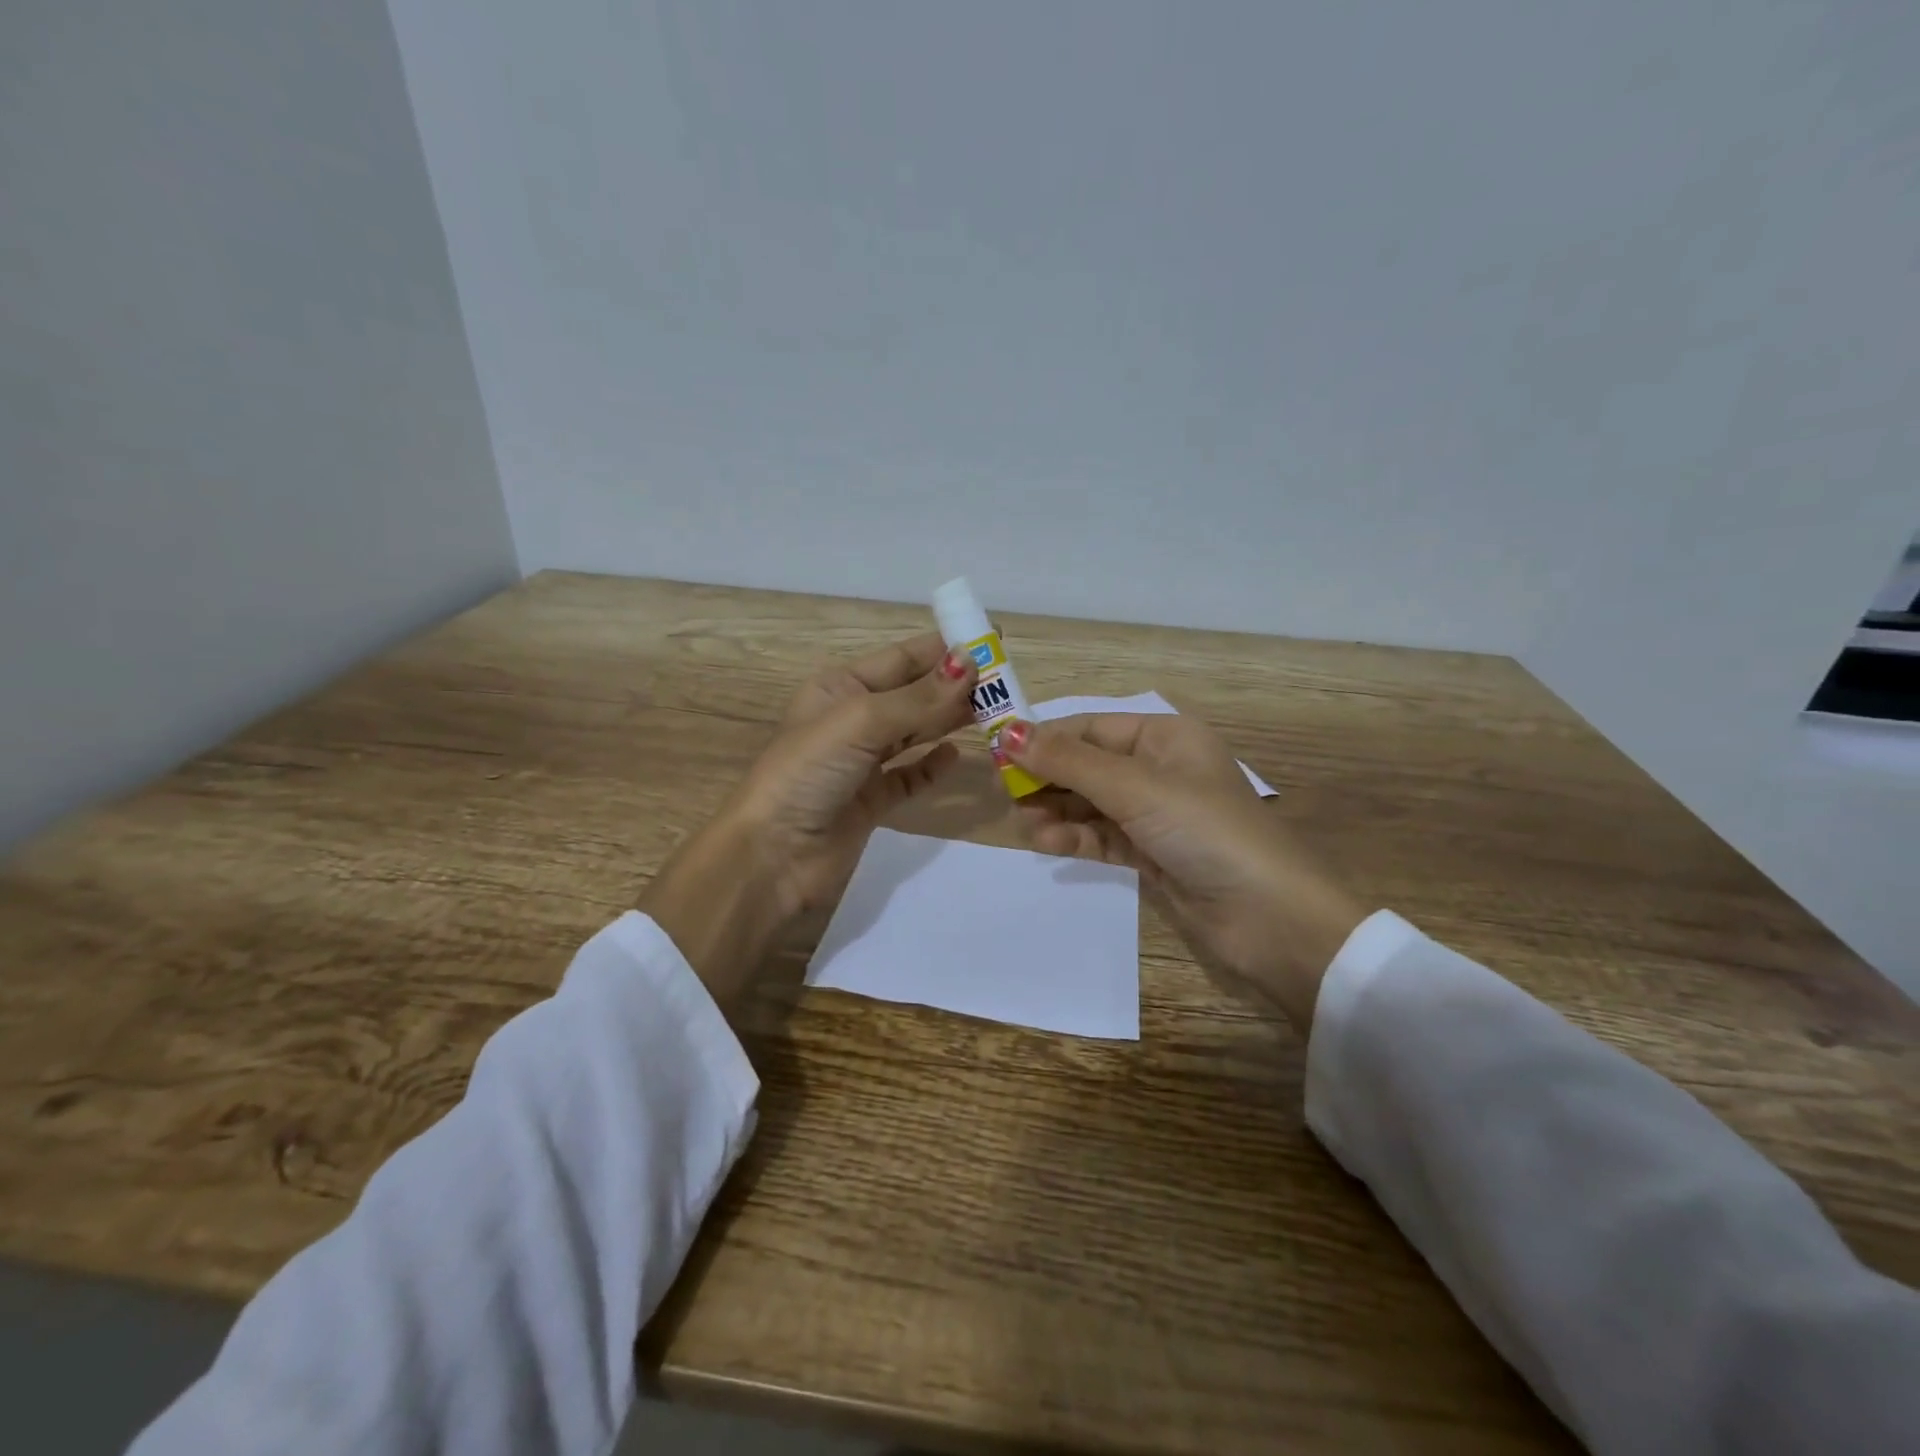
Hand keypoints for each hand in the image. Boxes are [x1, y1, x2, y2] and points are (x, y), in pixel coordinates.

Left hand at [641, 633, 977, 1011]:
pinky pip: (910, 776)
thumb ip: (919, 698)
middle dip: (954, 686)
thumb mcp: (861, 723)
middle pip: (913, 695)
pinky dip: (932, 766)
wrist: (774, 857)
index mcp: (839, 688)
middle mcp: (850, 720)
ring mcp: (861, 763)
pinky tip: (956, 757)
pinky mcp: (871, 801)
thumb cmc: (808, 773)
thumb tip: (970, 663)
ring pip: (915, 733)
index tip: (991, 640)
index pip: (901, 659)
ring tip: (994, 713)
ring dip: (949, 722)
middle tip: (1005, 682)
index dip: (944, 649)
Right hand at [1002, 714, 1366, 1030]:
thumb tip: (1007, 732)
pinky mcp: (1151, 853)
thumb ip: (1068, 762)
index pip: (1090, 727)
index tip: (998, 754)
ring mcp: (1155, 814)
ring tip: (1027, 826)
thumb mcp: (1134, 787)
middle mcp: (1159, 768)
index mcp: (1165, 736)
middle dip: (1048, 778)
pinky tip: (1047, 842)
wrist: (1269, 918)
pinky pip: (1101, 835)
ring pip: (1090, 803)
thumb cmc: (1204, 830)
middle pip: (1087, 765)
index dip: (1045, 738)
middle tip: (1008, 796)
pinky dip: (1074, 837)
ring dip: (1056, 811)